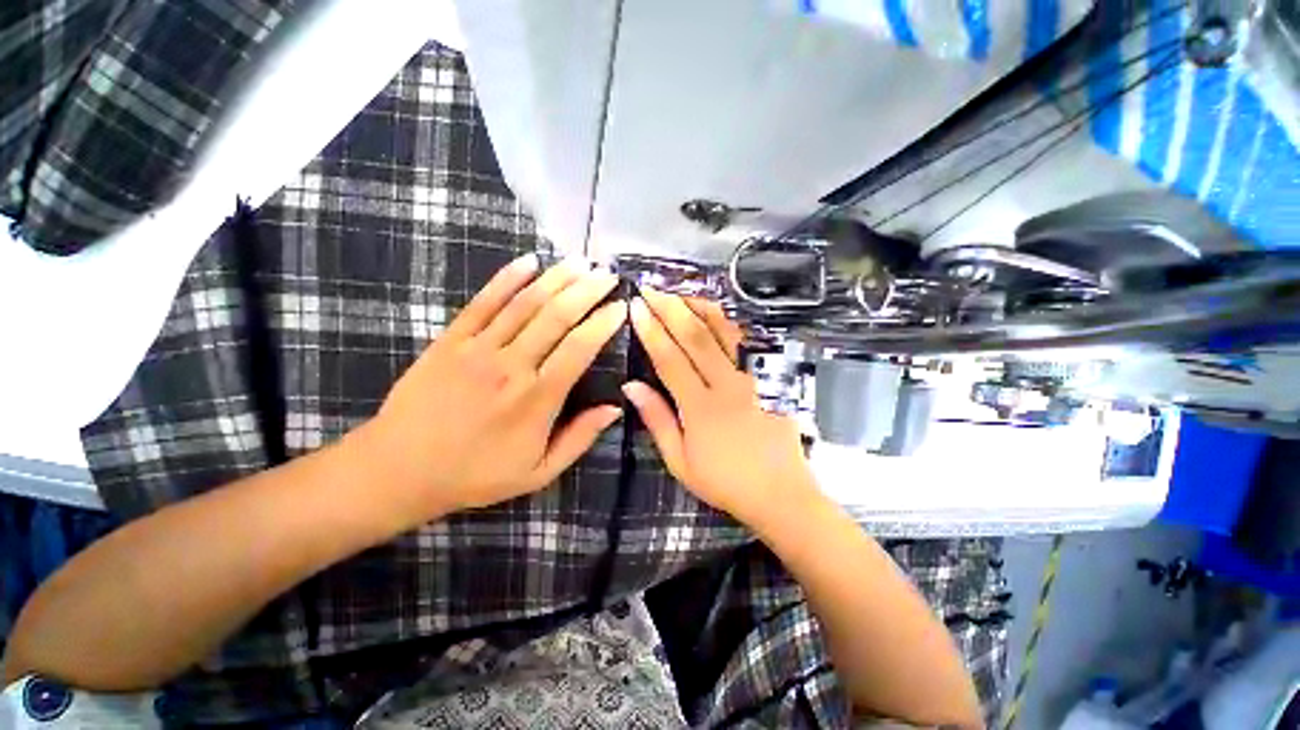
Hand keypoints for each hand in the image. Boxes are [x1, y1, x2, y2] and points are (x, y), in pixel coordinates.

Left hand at [361, 254, 626, 524]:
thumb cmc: (476, 474)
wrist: (399, 470)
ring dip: (556, 279)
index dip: (603, 324)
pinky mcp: (451, 340)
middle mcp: (511, 366)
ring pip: (525, 304)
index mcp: (537, 399)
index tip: (621, 306)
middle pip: (557, 317)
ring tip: (580, 261)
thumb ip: (579, 438)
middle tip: (607, 273)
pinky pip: (483, 302)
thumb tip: (614, 408)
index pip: (579, 349)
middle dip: (586, 291)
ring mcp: (479, 349)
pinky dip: (507, 278)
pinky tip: (528, 260)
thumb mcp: (538, 472)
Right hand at [623, 288, 818, 529]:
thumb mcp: (680, 461)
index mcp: (700, 408)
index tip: (635, 307)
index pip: (669, 359)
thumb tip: (631, 387)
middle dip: (670, 308)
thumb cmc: (724, 481)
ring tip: (679, 291)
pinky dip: (727, 323)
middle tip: (651, 289)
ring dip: (699, 307)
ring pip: (724, 333)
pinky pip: (745, 343)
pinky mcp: (768, 379)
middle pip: (695, 337)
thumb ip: (657, 420)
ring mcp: (752, 378)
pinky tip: (714, 312)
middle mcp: (726, 385)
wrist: (780, 493)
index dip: (651, 331)